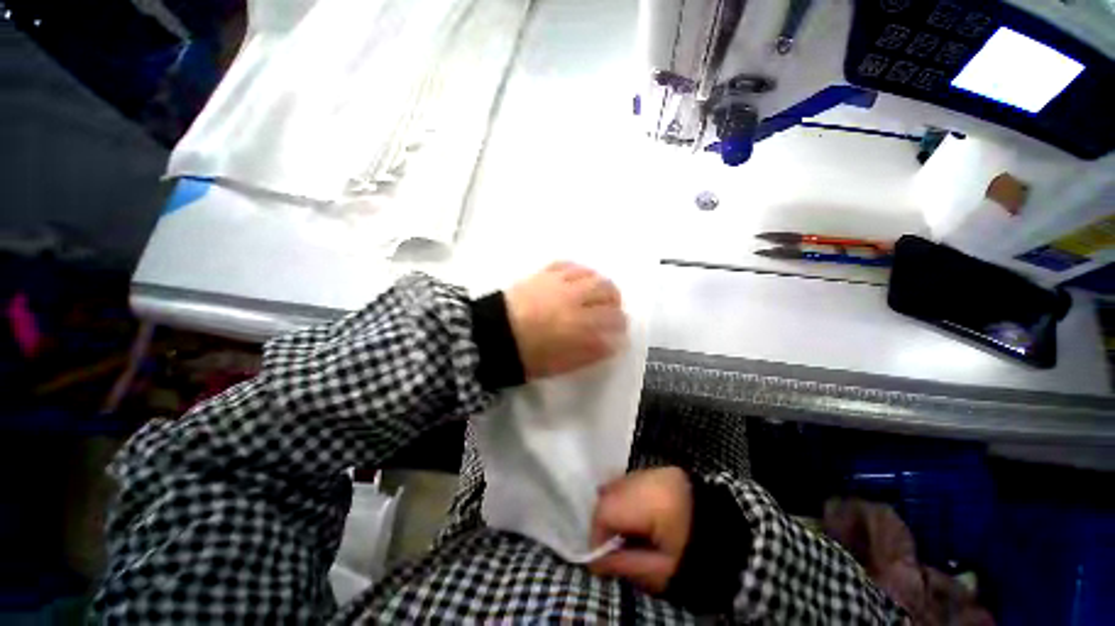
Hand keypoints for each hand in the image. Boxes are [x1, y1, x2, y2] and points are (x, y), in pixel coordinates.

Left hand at [505, 262, 625, 378]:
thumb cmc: (527, 356)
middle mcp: (575, 302)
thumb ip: (590, 353)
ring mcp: (560, 285)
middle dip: (615, 303)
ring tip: (598, 292)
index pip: (613, 323)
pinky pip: (570, 265)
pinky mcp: (545, 274)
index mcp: (579, 328)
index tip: (618, 332)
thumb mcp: (562, 364)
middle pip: (608, 293)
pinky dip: (580, 271)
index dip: (620, 327)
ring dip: (602, 285)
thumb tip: (610, 344)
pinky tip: (580, 278)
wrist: (492, 334)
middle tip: (612, 310)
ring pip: (593, 276)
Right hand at [588, 467, 691, 593]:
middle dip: (604, 520)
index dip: (596, 534)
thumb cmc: (698, 559)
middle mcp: (649, 477)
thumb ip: (624, 564)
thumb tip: (593, 562)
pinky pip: (632, 480)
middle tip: (612, 545)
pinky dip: (626, 496)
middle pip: (609, 493)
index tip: (600, 557)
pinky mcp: (661, 470)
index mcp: (652, 500)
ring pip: (619, 484)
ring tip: (625, 531)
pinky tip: (635, 515)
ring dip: (614, 507)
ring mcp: (656, 470)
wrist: (734, 537)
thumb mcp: (662, 572)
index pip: (606, 509)